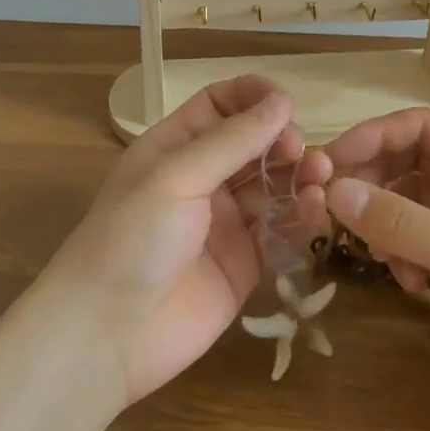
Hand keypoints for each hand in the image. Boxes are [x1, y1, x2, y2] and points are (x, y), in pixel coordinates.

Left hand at [37, 76, 326, 405]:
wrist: (110, 333)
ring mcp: (225, 223)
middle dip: (282, 140)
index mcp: (175, 148)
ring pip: (273, 186)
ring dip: (298, 176)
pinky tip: (313, 210)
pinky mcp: (246, 263)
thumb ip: (232, 140)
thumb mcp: (177, 177)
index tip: (286, 103)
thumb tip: (282, 100)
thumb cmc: (132, 238)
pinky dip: (300, 217)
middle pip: (253, 145)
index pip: (219, 105)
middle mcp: (202, 180)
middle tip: (300, 151)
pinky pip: (280, 231)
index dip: (252, 97)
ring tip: (319, 177)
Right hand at [323, 108, 429, 430]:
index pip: (422, 127)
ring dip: (387, 224)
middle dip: (373, 183)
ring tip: (377, 254)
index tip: (329, 165)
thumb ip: (402, 222)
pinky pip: (420, 240)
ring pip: (411, 204)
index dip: (372, 138)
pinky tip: (409, 284)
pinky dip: (404, 255)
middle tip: (333, 209)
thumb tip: (333, 192)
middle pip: (411, 163)